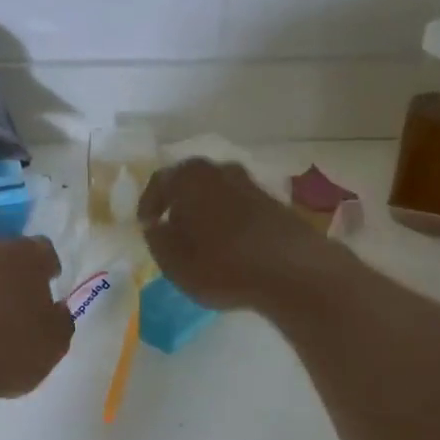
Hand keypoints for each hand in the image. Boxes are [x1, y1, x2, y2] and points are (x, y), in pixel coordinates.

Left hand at [0, 236, 73, 403]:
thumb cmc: (11, 351)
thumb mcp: (56, 343)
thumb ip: (61, 318)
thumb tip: (54, 309)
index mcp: (24, 257)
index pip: (43, 249)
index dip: (48, 267)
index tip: (50, 285)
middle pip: (5, 257)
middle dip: (14, 276)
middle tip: (20, 306)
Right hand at [138, 158, 339, 312]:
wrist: (293, 270)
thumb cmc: (221, 264)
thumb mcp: (174, 262)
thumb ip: (158, 240)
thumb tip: (155, 226)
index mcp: (189, 177)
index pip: (159, 182)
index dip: (149, 205)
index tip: (147, 226)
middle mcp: (220, 170)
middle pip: (191, 183)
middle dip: (179, 204)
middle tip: (172, 230)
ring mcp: (251, 184)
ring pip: (217, 193)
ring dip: (207, 212)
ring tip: (202, 241)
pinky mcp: (275, 202)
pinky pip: (240, 207)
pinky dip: (230, 221)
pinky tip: (231, 247)